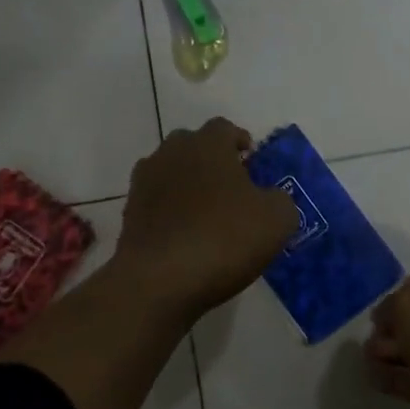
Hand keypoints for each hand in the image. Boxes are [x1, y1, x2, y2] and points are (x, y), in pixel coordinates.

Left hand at [115, 119, 299, 321]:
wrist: (160, 280)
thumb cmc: (224, 238)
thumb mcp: (277, 220)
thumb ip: (280, 199)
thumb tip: (271, 198)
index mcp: (208, 144)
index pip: (225, 128)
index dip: (241, 143)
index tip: (252, 163)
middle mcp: (171, 152)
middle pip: (194, 147)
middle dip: (213, 162)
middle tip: (232, 189)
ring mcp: (145, 182)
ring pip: (172, 173)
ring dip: (189, 187)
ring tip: (208, 215)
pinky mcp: (129, 213)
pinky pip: (157, 203)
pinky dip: (171, 213)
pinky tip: (186, 237)